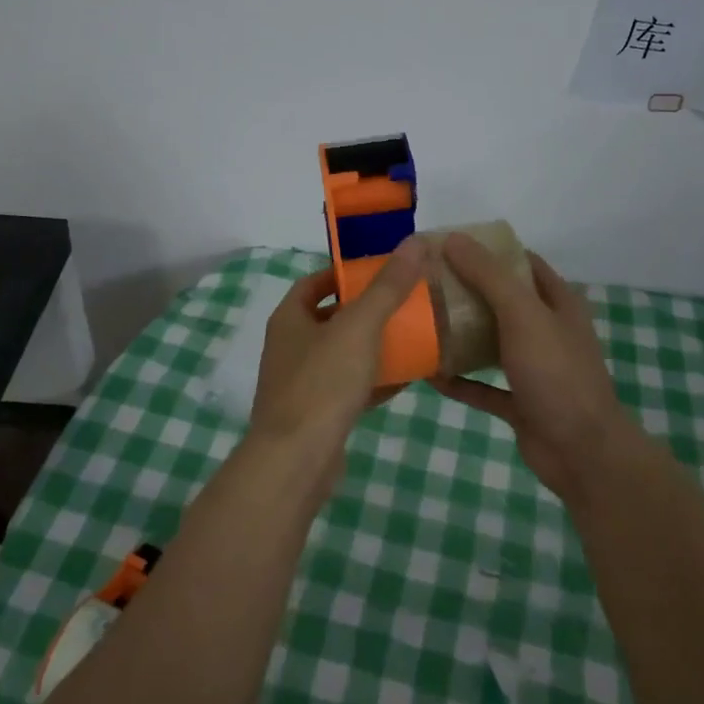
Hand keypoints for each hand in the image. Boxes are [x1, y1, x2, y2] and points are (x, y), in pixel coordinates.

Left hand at [247, 238, 427, 474]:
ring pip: (341, 355)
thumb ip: (387, 287)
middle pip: (330, 318)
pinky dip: (373, 381)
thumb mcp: (359, 327)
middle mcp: (290, 347)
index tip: (379, 272)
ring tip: (411, 336)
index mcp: (289, 319)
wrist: (296, 461)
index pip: (314, 283)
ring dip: (372, 346)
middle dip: (364, 311)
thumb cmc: (322, 383)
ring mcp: (301, 383)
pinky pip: (348, 388)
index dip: (344, 274)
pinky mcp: (316, 415)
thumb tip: (414, 243)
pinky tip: (405, 380)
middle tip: (403, 303)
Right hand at [429, 234, 624, 499]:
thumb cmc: (556, 372)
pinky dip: (459, 380)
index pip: (522, 263)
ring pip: (491, 343)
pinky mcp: (519, 403)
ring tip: (421, 322)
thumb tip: (453, 238)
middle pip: (502, 302)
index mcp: (557, 303)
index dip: (490, 251)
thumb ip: (488, 275)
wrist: (582, 451)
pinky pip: (482, 386)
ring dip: (461, 335)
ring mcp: (534, 369)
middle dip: (467, 291)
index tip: (449, 246)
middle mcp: (546, 331)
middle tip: (426, 283)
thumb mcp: (522, 314)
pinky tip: (429, 373)